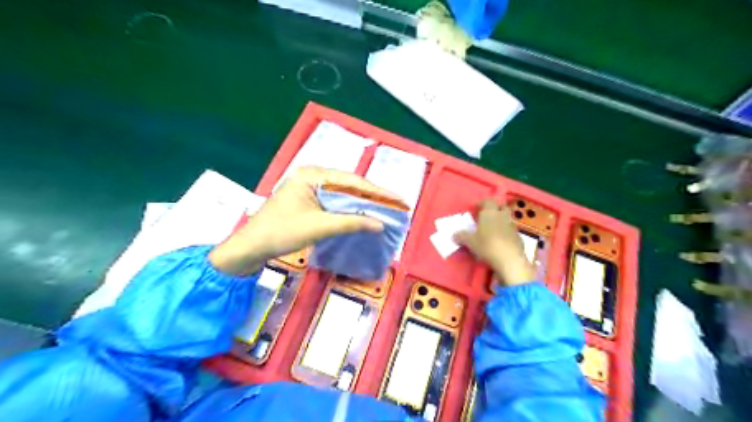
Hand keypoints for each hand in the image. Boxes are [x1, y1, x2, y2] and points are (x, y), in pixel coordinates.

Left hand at [208, 166, 395, 275]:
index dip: (377, 192)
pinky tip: (362, 216)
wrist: (251, 247)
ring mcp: (309, 188)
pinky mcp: (307, 201)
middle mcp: (312, 176)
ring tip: (384, 210)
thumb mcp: (319, 227)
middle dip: (372, 196)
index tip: (398, 200)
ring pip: (342, 194)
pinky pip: (334, 202)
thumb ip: (351, 223)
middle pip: (349, 185)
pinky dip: (349, 210)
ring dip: (361, 203)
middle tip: (395, 205)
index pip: (352, 180)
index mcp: (312, 175)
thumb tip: (380, 224)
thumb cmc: (282, 232)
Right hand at [455, 198, 536, 284]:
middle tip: (487, 217)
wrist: (509, 260)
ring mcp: (512, 226)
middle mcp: (503, 216)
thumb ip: (461, 236)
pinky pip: (511, 231)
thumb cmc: (487, 245)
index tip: (476, 209)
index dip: (482, 204)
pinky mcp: (519, 237)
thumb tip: (454, 234)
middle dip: (495, 209)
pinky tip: (501, 241)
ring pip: (507, 218)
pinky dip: (506, 233)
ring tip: (493, 230)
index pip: (488, 201)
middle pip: (501, 207)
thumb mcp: (470, 242)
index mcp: (490, 213)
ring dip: (501, 221)